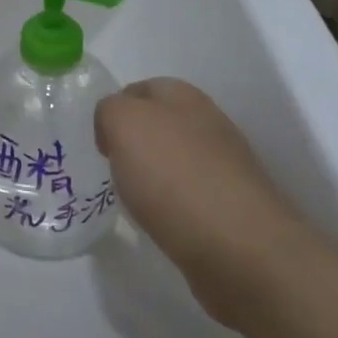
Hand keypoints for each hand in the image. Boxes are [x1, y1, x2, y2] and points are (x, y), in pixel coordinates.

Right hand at [96, 78, 296, 318]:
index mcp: (184, 97)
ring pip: (173, 160)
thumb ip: (109, 110)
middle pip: (158, 124)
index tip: (98, 142)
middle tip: (109, 168)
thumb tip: (114, 128)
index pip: (140, 88)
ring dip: (151, 175)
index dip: (114, 109)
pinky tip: (158, 222)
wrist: (239, 249)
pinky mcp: (230, 207)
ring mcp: (224, 167)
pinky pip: (187, 196)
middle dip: (132, 143)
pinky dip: (169, 206)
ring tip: (130, 199)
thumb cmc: (174, 176)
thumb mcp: (124, 123)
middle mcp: (208, 124)